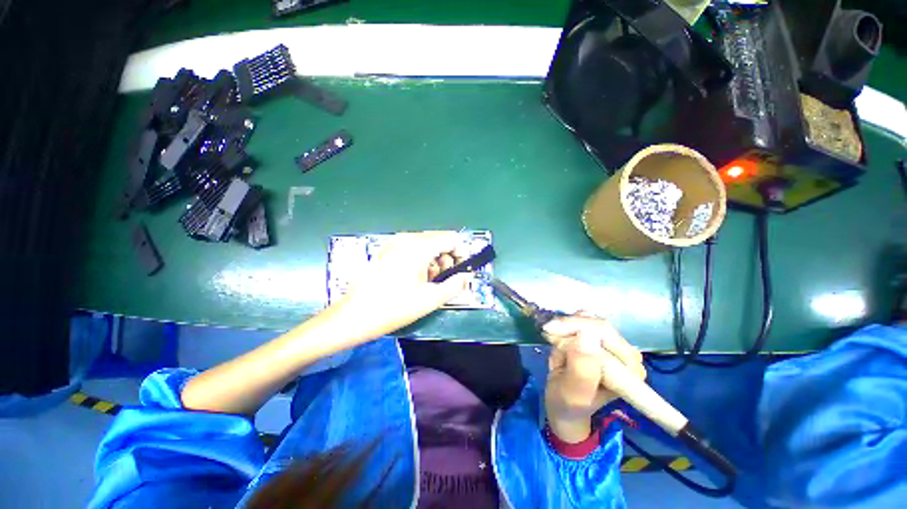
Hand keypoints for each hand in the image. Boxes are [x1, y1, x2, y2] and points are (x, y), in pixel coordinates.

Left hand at [329, 231, 472, 339]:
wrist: (355, 315)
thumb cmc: (395, 307)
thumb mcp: (431, 299)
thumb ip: (455, 285)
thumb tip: (466, 276)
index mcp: (418, 247)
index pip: (450, 238)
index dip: (461, 252)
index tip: (462, 269)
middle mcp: (406, 238)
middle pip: (438, 239)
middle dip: (447, 257)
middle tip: (444, 279)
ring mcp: (394, 242)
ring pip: (425, 243)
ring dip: (434, 259)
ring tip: (428, 281)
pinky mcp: (386, 249)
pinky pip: (412, 247)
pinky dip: (420, 258)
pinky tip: (413, 277)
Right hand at [543, 314, 645, 441]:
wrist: (564, 404)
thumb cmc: (567, 404)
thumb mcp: (572, 394)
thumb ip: (581, 371)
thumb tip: (586, 337)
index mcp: (628, 373)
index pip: (606, 335)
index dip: (578, 328)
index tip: (551, 333)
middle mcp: (628, 357)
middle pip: (599, 325)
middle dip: (569, 326)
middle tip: (547, 333)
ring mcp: (616, 346)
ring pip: (590, 318)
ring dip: (567, 326)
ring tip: (554, 340)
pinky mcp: (604, 339)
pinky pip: (585, 318)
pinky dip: (568, 324)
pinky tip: (560, 336)